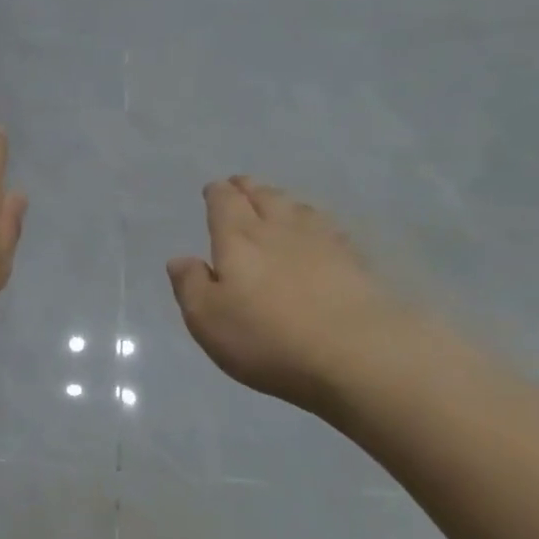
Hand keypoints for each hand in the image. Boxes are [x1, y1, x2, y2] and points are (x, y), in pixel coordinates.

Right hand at [167, 177, 417, 413]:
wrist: (358, 354)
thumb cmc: (268, 338)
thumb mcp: (208, 319)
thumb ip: (190, 285)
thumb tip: (180, 259)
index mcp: (238, 239)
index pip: (225, 203)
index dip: (218, 193)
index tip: (214, 189)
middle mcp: (279, 230)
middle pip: (263, 197)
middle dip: (249, 189)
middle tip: (241, 184)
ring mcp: (323, 242)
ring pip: (297, 208)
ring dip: (282, 200)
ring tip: (276, 201)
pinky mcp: (355, 262)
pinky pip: (328, 228)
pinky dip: (315, 222)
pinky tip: (318, 231)